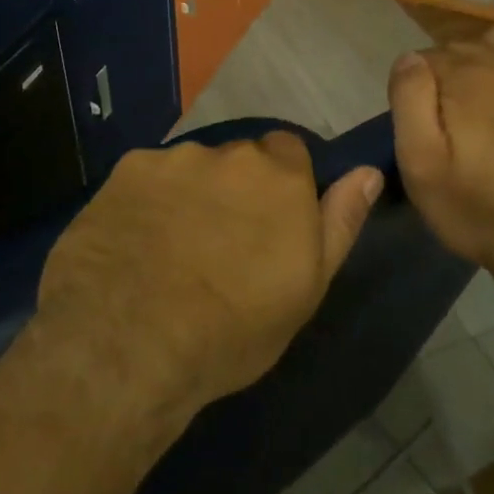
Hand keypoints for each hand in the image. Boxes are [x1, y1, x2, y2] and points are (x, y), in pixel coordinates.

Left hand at [36, 134, 382, 422]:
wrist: (130, 343)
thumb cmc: (234, 328)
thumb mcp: (306, 287)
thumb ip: (340, 221)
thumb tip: (369, 171)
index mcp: (280, 176)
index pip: (290, 149)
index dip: (282, 181)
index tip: (271, 219)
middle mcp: (229, 153)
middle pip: (238, 158)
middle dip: (235, 187)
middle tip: (220, 240)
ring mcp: (173, 159)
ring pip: (190, 168)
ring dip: (190, 193)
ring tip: (171, 245)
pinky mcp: (124, 171)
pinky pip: (147, 178)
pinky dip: (147, 200)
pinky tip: (134, 240)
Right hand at [389, 27, 493, 308]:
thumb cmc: (477, 208)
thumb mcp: (421, 165)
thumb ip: (409, 103)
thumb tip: (409, 58)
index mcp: (462, 76)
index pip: (422, 60)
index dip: (414, 93)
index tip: (421, 129)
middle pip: (457, 48)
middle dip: (443, 78)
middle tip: (445, 127)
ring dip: (478, 58)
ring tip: (473, 99)